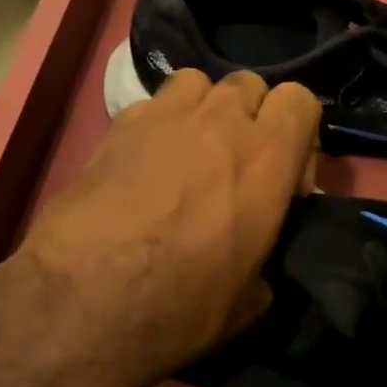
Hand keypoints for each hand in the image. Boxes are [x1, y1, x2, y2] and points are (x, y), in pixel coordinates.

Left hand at [11, 69, 319, 386]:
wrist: (85, 301)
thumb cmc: (182, 305)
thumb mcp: (249, 300)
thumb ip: (265, 261)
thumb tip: (257, 268)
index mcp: (267, 158)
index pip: (301, 101)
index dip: (300, 133)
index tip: (286, 178)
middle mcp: (222, 123)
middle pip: (251, 84)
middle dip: (252, 116)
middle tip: (238, 163)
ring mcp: (166, 117)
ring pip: (199, 82)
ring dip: (204, 109)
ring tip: (191, 151)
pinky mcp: (118, 125)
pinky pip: (151, 105)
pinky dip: (158, 125)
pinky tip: (144, 164)